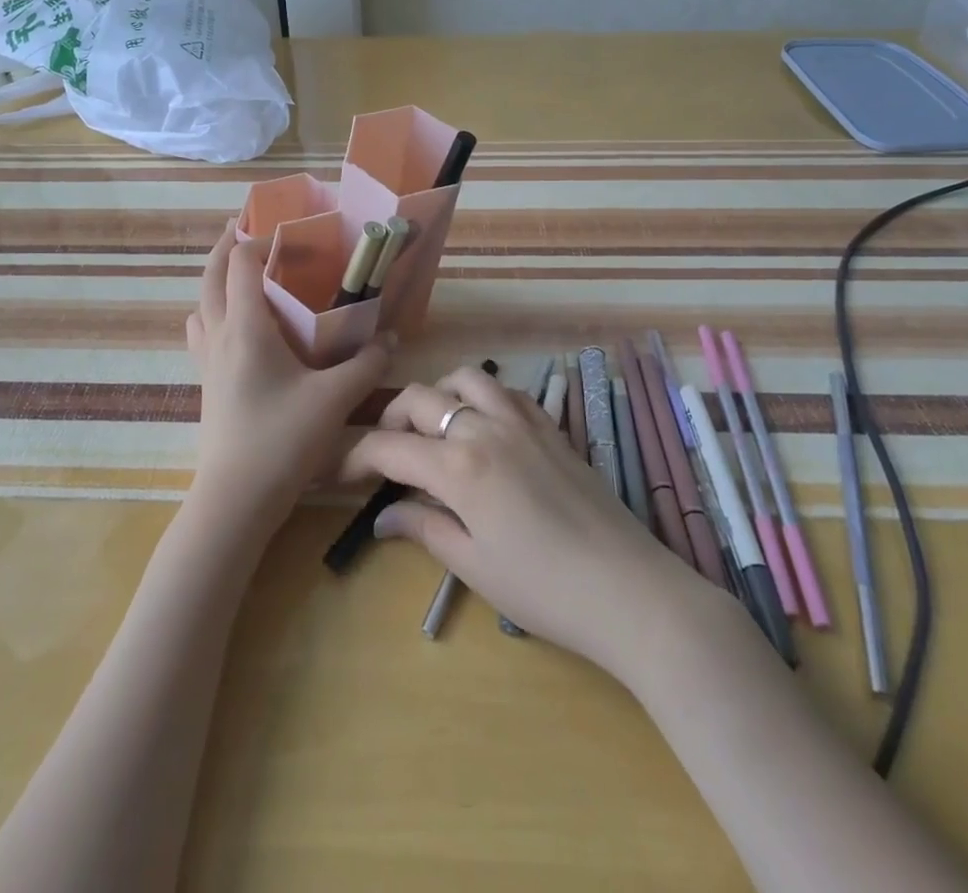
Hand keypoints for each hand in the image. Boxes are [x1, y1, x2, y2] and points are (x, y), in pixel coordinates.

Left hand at [185, 221, 392, 540]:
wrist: (236, 501)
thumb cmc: (282, 440)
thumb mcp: (335, 400)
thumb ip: (367, 364)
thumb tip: (390, 338)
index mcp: (245, 327)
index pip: (238, 263)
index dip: (256, 238)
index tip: (286, 230)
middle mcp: (219, 335)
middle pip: (209, 275)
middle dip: (224, 245)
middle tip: (247, 227)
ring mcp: (207, 361)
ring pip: (200, 304)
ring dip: (215, 279)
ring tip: (243, 274)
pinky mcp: (206, 384)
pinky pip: (202, 332)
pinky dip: (213, 313)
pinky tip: (239, 328)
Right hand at [339, 365, 717, 678]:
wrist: (628, 589)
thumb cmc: (544, 589)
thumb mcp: (474, 565)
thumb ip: (424, 528)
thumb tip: (384, 516)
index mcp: (458, 467)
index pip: (388, 446)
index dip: (355, 456)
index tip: (338, 473)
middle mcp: (484, 428)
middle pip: (420, 399)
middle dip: (390, 419)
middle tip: (385, 452)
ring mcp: (522, 420)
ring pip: (465, 378)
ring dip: (439, 394)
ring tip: (434, 428)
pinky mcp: (551, 425)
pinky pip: (507, 389)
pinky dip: (482, 395)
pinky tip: (483, 426)